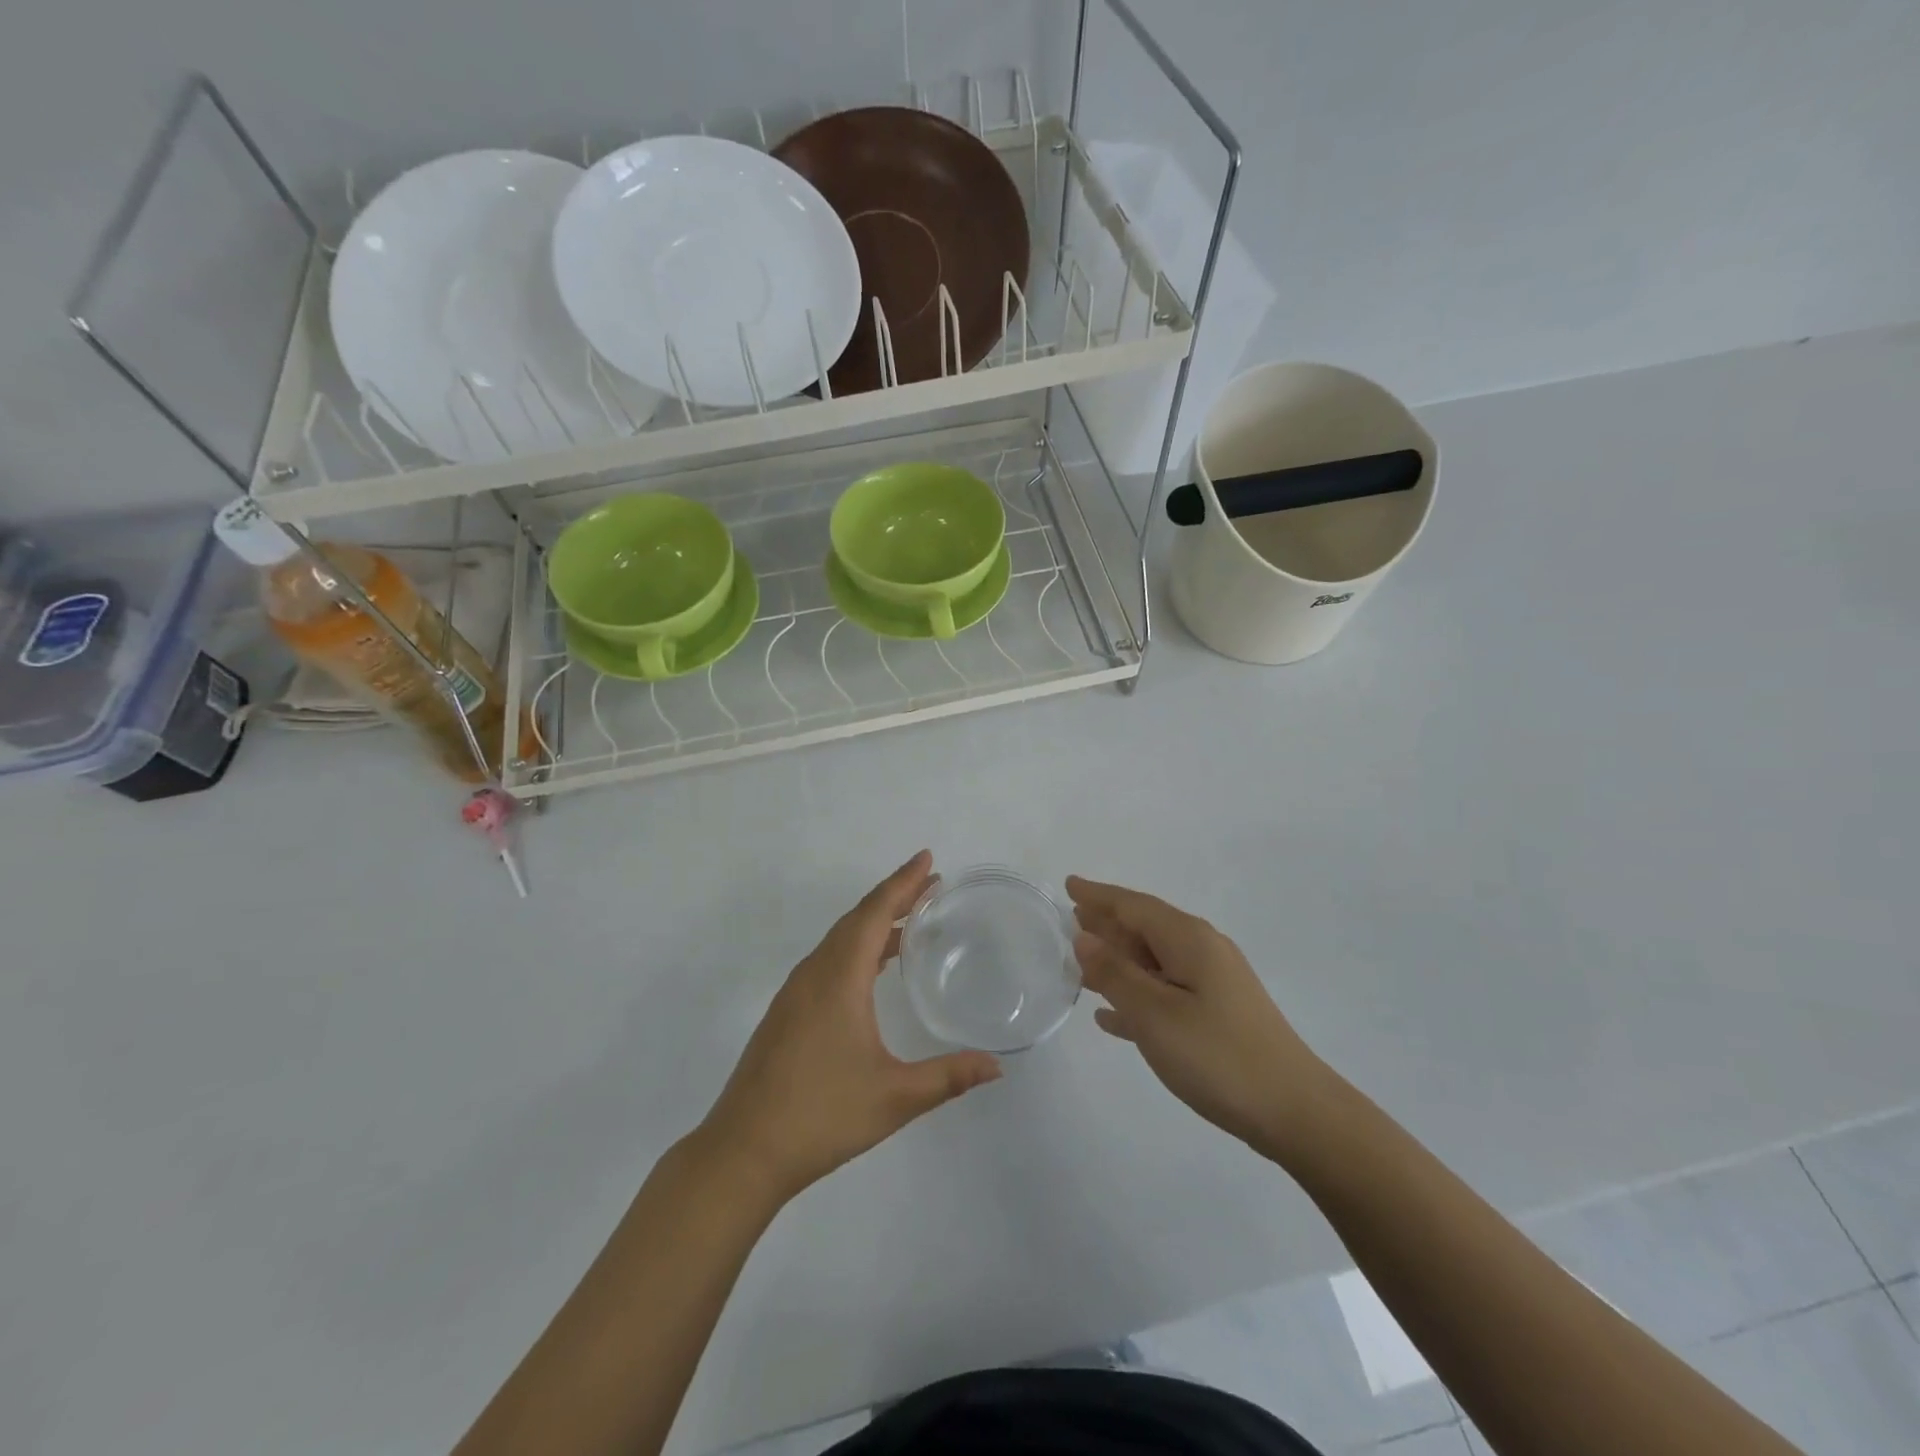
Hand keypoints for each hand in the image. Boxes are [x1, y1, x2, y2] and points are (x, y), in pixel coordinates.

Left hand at [698, 852, 1001, 1201]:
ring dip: (875, 922)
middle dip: (895, 896)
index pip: (875, 913)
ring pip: (840, 939)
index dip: (903, 883)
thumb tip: (997, 1067)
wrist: (743, 1152)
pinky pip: (829, 959)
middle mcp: (814, 973)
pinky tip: (874, 968)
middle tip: (931, 884)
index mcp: (838, 978)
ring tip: (913, 921)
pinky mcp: (787, 1012)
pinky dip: (858, 946)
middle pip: (858, 918)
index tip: (928, 859)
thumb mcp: (895, 1097)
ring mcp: (796, 992)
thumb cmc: (821, 1116)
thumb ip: (948, 1077)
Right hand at [1067, 876, 1328, 1158]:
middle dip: (1108, 923)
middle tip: (1070, 920)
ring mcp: (1214, 984)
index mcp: (1188, 940)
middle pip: (1145, 928)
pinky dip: (1136, 995)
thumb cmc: (1217, 1056)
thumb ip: (1114, 973)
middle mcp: (1203, 951)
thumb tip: (1085, 937)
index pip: (1133, 905)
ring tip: (1082, 962)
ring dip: (1118, 960)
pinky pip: (1165, 992)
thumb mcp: (1154, 1013)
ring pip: (1153, 961)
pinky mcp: (1219, 1015)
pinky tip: (1111, 1017)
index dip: (1098, 895)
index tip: (1069, 884)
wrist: (1295, 1112)